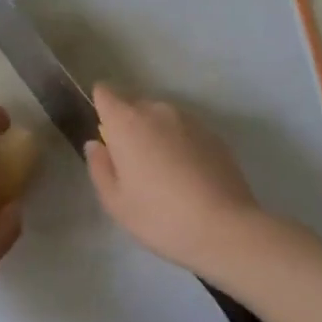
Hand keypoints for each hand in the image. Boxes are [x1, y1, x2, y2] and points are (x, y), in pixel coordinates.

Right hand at [85, 82, 261, 274]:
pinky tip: (187, 176)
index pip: (105, 92)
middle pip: (134, 105)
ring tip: (162, 172)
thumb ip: (100, 166)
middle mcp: (157, 111)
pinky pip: (185, 131)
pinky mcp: (213, 135)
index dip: (100, 106)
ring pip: (162, 118)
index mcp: (126, 122)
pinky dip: (180, 144)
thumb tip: (97, 144)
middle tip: (131, 162)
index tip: (103, 131)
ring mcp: (189, 120)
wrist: (225, 228)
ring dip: (156, 134)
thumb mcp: (115, 201)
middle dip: (128, 125)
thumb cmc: (159, 216)